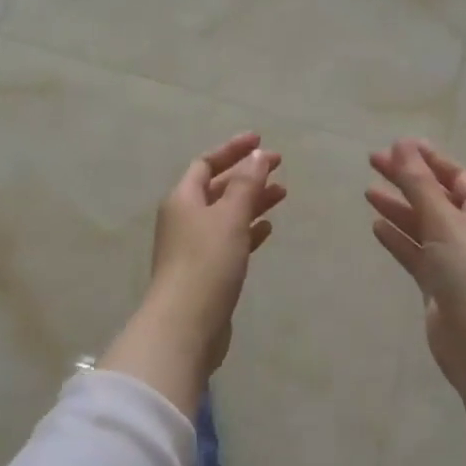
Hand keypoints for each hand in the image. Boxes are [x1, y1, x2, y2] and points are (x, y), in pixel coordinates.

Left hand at [118, 133, 284, 396]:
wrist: (186, 324)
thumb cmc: (207, 263)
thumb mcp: (229, 217)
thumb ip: (246, 184)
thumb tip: (257, 155)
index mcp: (183, 199)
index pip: (206, 163)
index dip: (232, 150)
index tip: (261, 140)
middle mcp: (184, 219)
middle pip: (218, 188)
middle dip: (247, 175)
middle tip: (279, 166)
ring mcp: (194, 247)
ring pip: (227, 214)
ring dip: (252, 201)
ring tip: (283, 194)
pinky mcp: (207, 272)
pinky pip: (230, 241)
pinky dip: (248, 231)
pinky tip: (267, 229)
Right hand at [366, 139, 465, 398]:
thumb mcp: (443, 220)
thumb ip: (418, 183)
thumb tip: (402, 143)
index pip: (455, 176)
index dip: (428, 159)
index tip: (399, 144)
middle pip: (435, 198)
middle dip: (407, 180)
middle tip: (373, 162)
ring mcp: (455, 260)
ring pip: (422, 226)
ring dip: (398, 209)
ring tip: (368, 192)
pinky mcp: (439, 286)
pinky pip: (415, 254)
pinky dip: (398, 239)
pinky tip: (376, 227)